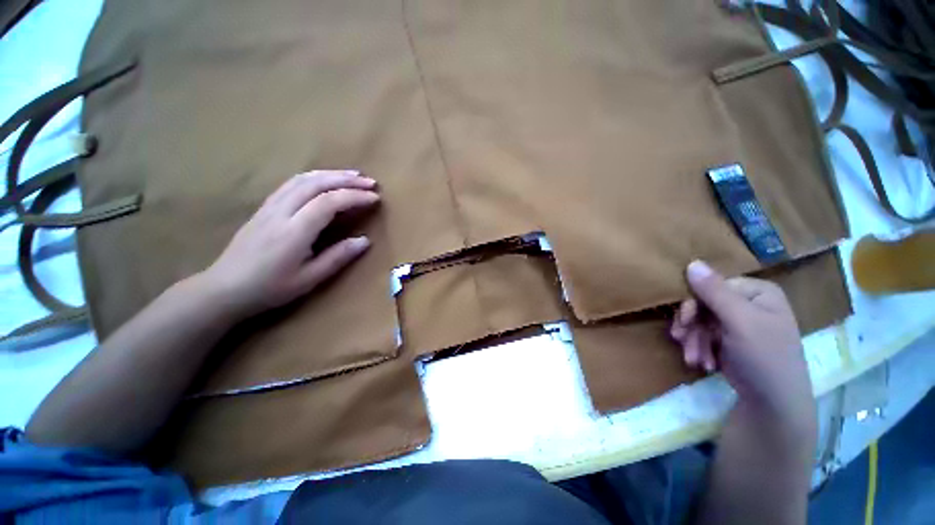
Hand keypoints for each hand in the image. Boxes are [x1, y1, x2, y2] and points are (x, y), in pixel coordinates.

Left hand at [198, 170, 379, 319]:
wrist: (225, 287)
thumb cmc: (270, 288)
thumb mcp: (309, 279)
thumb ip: (338, 257)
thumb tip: (365, 240)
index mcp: (294, 231)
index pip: (329, 202)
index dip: (355, 197)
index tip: (375, 198)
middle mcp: (282, 212)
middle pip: (316, 183)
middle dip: (347, 179)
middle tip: (371, 182)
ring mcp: (270, 206)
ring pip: (303, 179)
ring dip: (331, 174)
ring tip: (353, 175)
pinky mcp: (265, 206)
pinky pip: (292, 183)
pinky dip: (314, 177)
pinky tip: (325, 180)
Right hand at [670, 261, 814, 425]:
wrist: (772, 405)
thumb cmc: (764, 357)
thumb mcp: (740, 321)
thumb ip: (714, 291)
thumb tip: (692, 262)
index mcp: (757, 292)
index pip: (712, 286)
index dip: (694, 303)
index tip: (684, 322)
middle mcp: (748, 303)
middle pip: (703, 304)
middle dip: (692, 326)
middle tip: (681, 341)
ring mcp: (738, 323)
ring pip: (700, 321)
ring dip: (693, 340)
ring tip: (694, 359)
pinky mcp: (729, 340)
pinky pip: (703, 335)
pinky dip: (698, 348)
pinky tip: (702, 362)